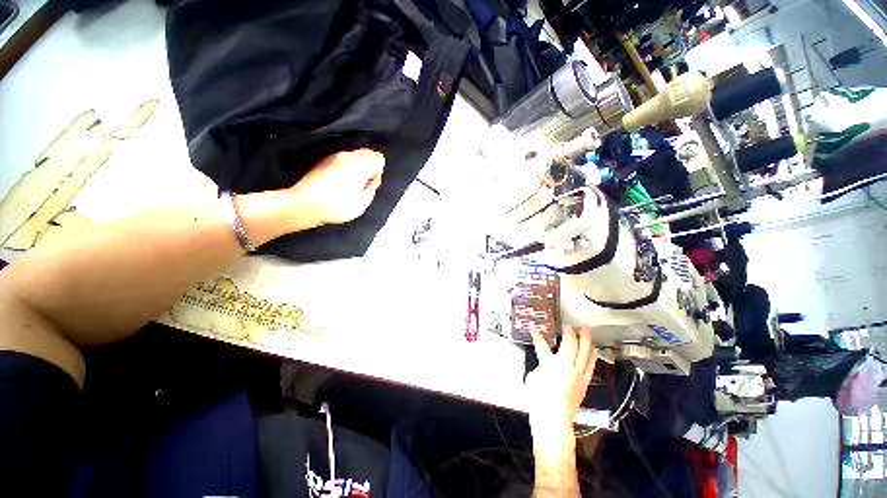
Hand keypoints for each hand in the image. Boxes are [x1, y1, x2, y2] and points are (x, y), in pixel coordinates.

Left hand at [287, 149, 384, 225]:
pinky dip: (348, 165)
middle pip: (368, 153)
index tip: (371, 183)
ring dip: (358, 165)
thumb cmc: (335, 207)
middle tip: (363, 182)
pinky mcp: (325, 160)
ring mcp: (335, 156)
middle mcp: (348, 157)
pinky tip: (342, 180)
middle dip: (370, 165)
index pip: (378, 158)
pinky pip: (344, 158)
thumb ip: (371, 190)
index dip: (378, 171)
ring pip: (355, 154)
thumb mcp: (360, 205)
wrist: (304, 204)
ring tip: (352, 182)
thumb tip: (372, 182)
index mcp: (360, 166)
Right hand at [526, 326, 596, 446]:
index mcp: (550, 364)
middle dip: (571, 332)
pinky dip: (592, 356)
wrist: (553, 419)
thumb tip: (544, 360)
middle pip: (572, 343)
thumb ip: (541, 365)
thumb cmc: (539, 398)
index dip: (538, 335)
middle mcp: (566, 366)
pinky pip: (591, 366)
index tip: (535, 329)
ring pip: (586, 353)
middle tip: (569, 325)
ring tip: (587, 331)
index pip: (542, 344)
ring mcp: (578, 374)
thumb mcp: (534, 377)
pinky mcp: (584, 382)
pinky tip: (593, 351)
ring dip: (586, 340)